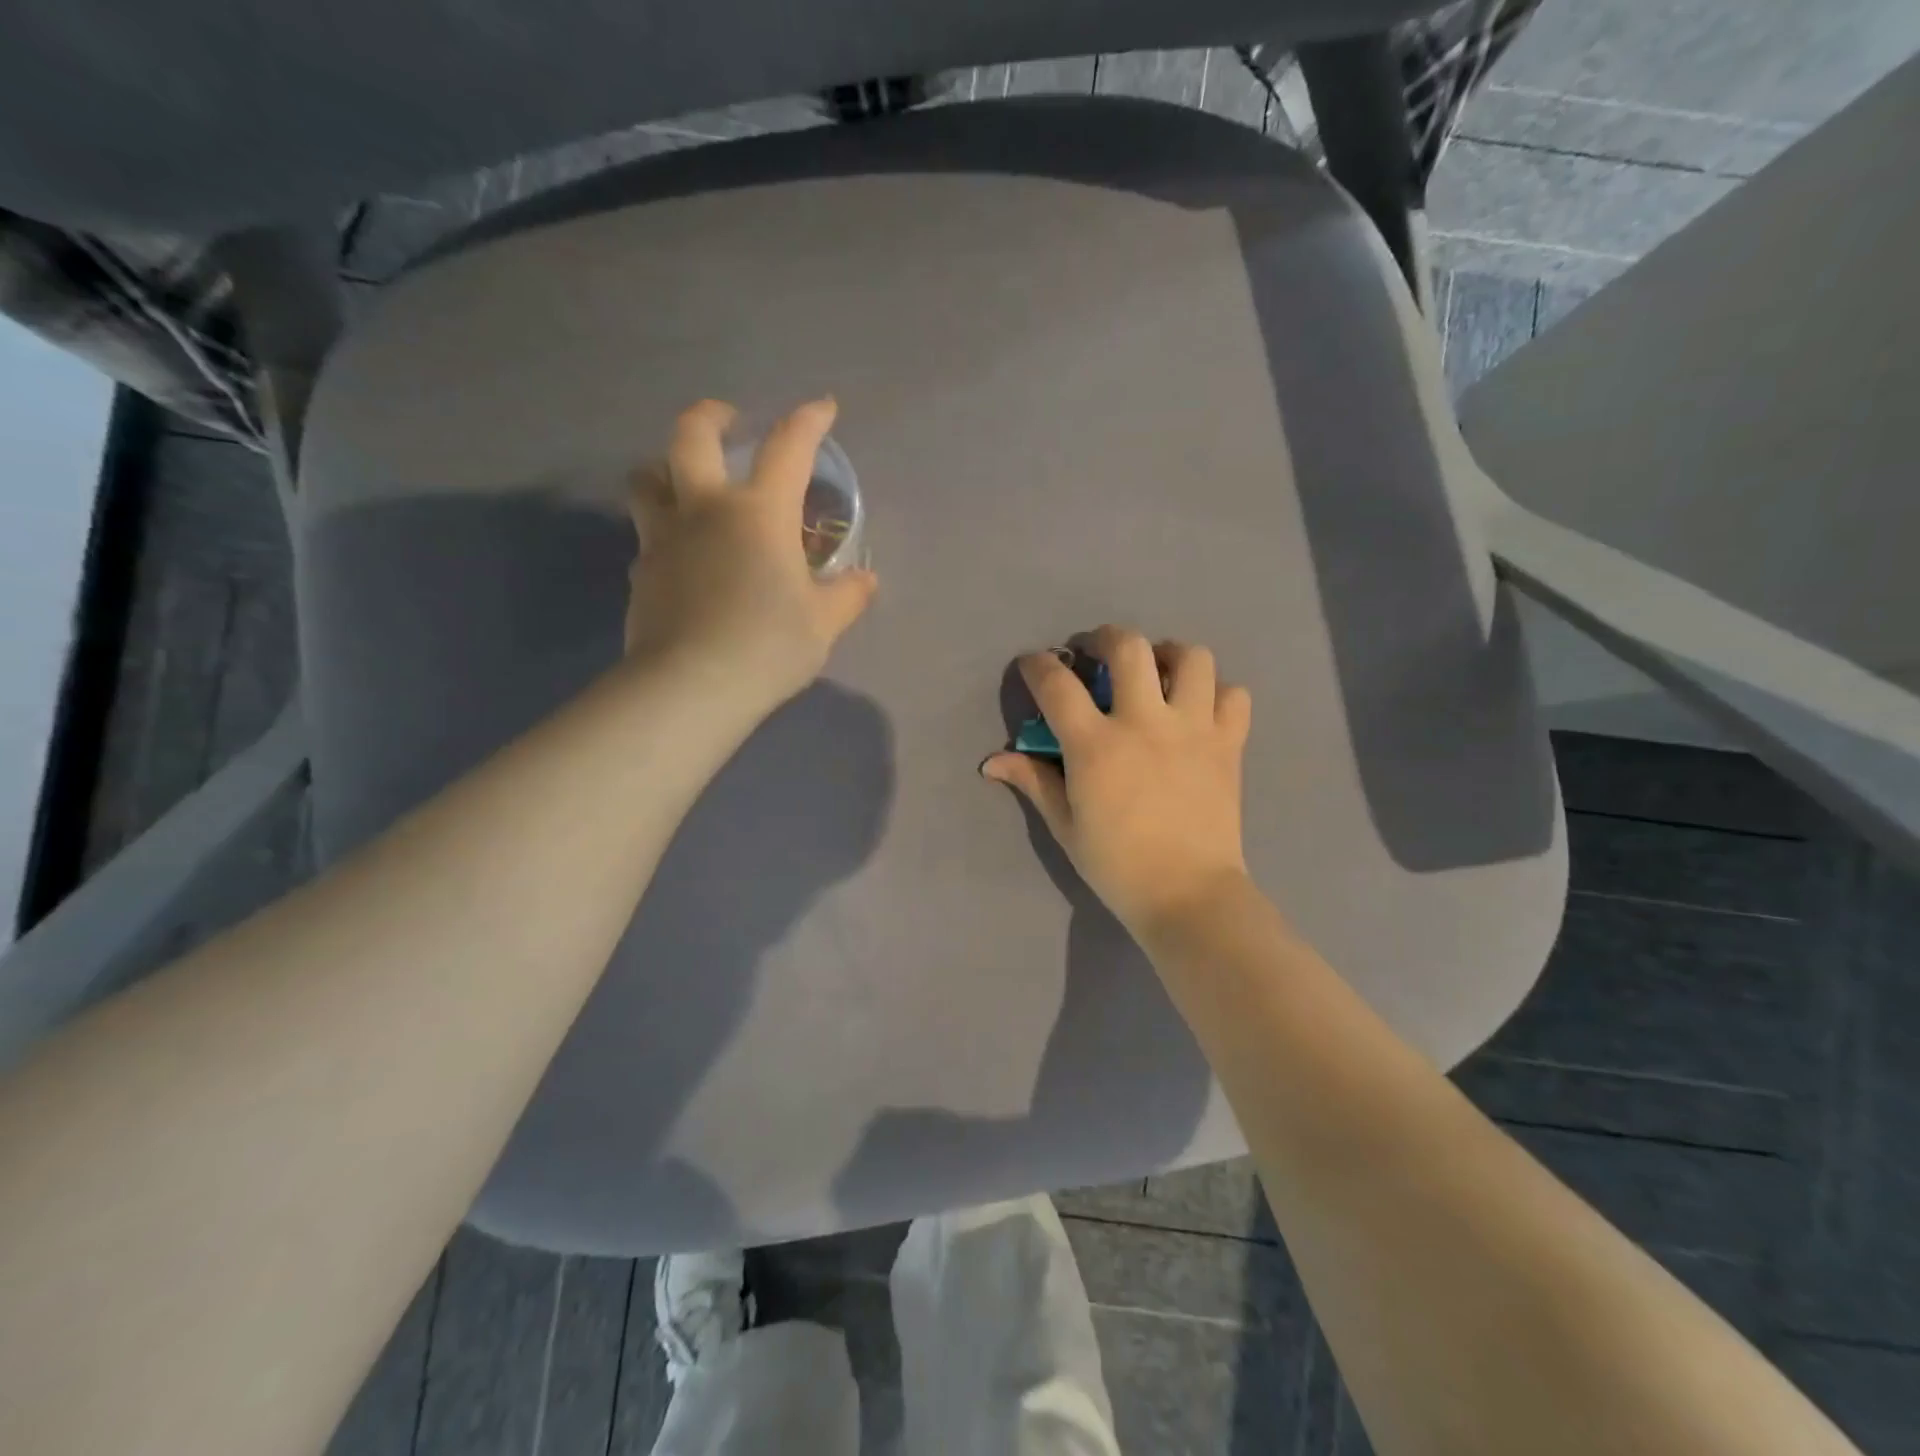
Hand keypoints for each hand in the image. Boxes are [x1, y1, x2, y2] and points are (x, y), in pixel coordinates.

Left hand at [625, 398, 877, 708]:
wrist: (693, 685)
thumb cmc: (769, 645)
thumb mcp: (823, 624)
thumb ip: (846, 596)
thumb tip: (864, 580)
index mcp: (760, 513)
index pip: (788, 449)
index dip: (808, 421)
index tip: (822, 408)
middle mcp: (706, 510)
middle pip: (691, 436)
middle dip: (711, 416)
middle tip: (728, 421)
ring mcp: (665, 538)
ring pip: (648, 478)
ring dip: (666, 467)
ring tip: (684, 481)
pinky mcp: (642, 572)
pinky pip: (648, 536)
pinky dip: (664, 532)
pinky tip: (682, 557)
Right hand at [982, 625, 1253, 938]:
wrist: (1188, 895)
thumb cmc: (1117, 865)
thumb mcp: (1065, 825)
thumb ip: (1033, 781)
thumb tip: (992, 761)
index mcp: (1096, 745)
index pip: (1057, 684)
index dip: (1039, 665)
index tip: (1036, 665)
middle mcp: (1145, 722)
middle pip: (1128, 647)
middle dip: (1105, 638)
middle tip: (1098, 653)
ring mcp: (1193, 729)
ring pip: (1191, 657)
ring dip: (1169, 655)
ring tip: (1158, 672)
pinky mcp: (1229, 743)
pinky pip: (1234, 695)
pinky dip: (1216, 693)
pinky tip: (1199, 710)